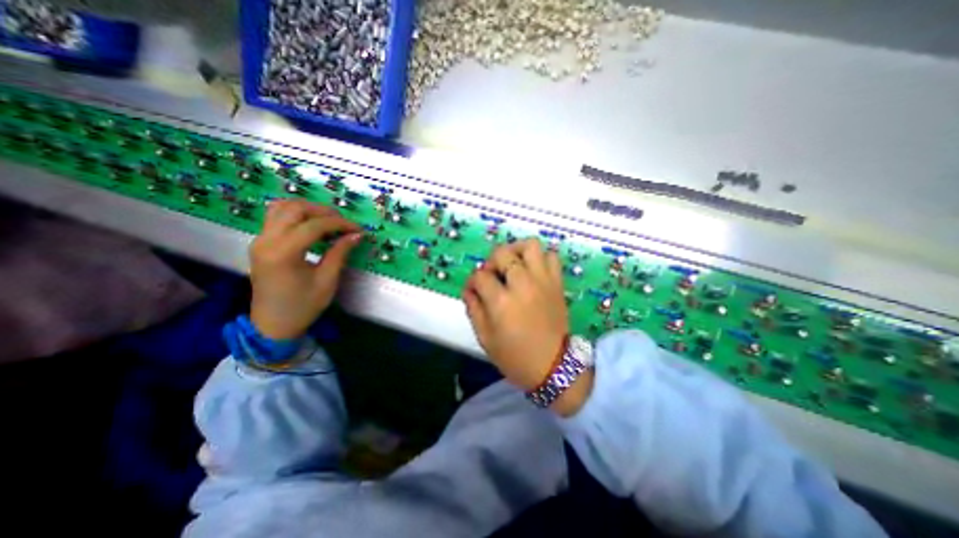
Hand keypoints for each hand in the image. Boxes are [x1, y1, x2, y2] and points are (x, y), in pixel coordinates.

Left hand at [248, 200, 361, 337]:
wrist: (273, 325)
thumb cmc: (303, 306)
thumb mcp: (327, 281)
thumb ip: (339, 253)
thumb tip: (356, 235)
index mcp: (283, 253)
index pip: (314, 225)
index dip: (340, 224)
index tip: (358, 230)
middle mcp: (266, 241)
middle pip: (295, 208)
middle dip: (324, 211)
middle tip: (344, 224)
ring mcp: (260, 240)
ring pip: (282, 207)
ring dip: (309, 209)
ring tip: (329, 221)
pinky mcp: (260, 242)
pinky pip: (276, 216)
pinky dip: (296, 214)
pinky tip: (312, 224)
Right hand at [460, 239, 587, 416]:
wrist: (554, 367)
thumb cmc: (515, 356)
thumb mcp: (485, 338)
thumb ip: (473, 309)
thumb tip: (469, 289)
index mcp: (501, 302)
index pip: (479, 276)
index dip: (472, 281)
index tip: (474, 290)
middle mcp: (522, 284)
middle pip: (502, 253)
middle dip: (491, 261)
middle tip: (493, 275)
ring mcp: (543, 281)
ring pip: (530, 245)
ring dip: (517, 251)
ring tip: (513, 265)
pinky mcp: (557, 283)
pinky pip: (551, 257)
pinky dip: (540, 258)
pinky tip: (533, 271)